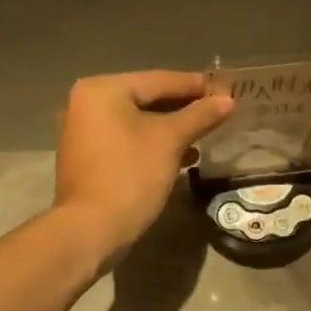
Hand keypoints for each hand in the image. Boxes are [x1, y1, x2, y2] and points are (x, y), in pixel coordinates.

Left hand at [54, 70, 233, 258]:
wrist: (91, 230)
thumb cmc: (130, 175)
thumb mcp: (170, 141)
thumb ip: (199, 116)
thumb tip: (227, 100)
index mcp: (102, 89)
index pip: (158, 80)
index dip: (194, 85)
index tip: (225, 88)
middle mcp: (85, 103)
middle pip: (145, 98)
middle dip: (183, 108)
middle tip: (217, 110)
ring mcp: (82, 131)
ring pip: (136, 121)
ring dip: (170, 128)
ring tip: (204, 134)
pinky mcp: (87, 156)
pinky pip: (125, 139)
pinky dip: (151, 143)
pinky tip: (181, 155)